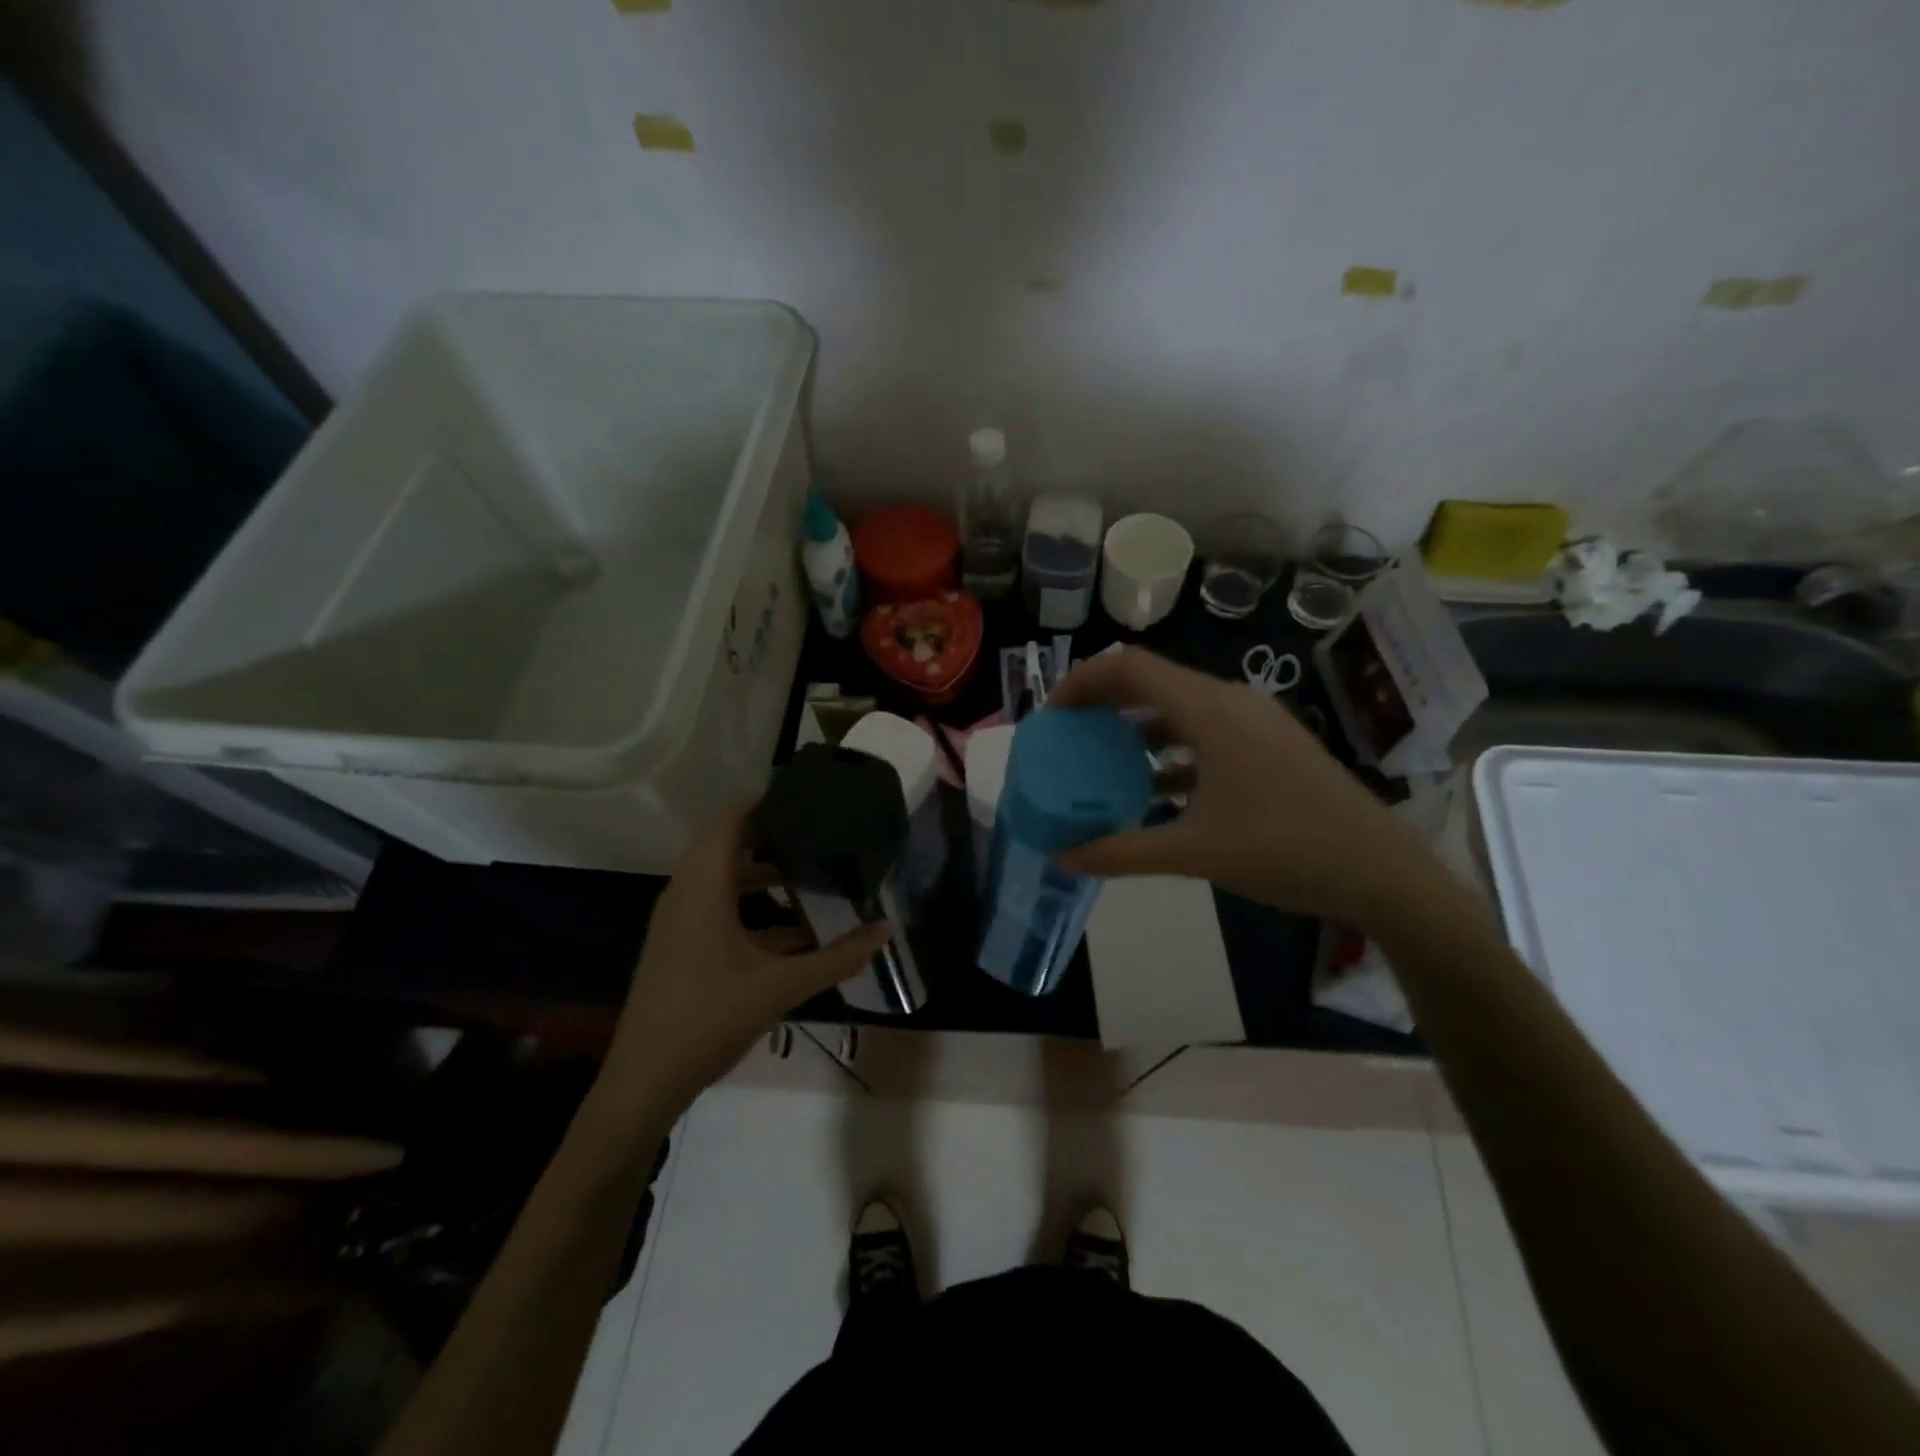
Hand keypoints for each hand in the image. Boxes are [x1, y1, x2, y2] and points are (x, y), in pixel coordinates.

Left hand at [600, 804, 892, 1109]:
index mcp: (703, 886)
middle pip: (730, 845)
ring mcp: (680, 921)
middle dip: (776, 838)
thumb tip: (886, 930)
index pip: (732, 819)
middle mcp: (686, 892)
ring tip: (815, 876)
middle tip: (822, 835)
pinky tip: (796, 932)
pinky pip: (720, 908)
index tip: (810, 801)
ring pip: (726, 880)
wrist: (644, 1081)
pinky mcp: (681, 945)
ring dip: (767, 876)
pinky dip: (754, 909)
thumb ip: (837, 957)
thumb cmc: (710, 1017)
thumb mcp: (781, 986)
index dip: (767, 803)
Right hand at [1051, 648, 1430, 925]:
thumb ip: (1121, 851)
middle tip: (1070, 734)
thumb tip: (1061, 858)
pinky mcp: (1273, 746)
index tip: (1053, 713)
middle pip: (1154, 682)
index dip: (1084, 680)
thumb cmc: (1284, 850)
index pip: (1131, 667)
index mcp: (1209, 711)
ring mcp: (1257, 722)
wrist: (1382, 872)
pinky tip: (1157, 790)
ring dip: (1139, 727)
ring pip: (1182, 708)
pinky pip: (1208, 732)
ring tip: (1104, 760)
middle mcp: (1231, 702)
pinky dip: (1172, 749)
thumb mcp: (1193, 852)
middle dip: (1106, 703)